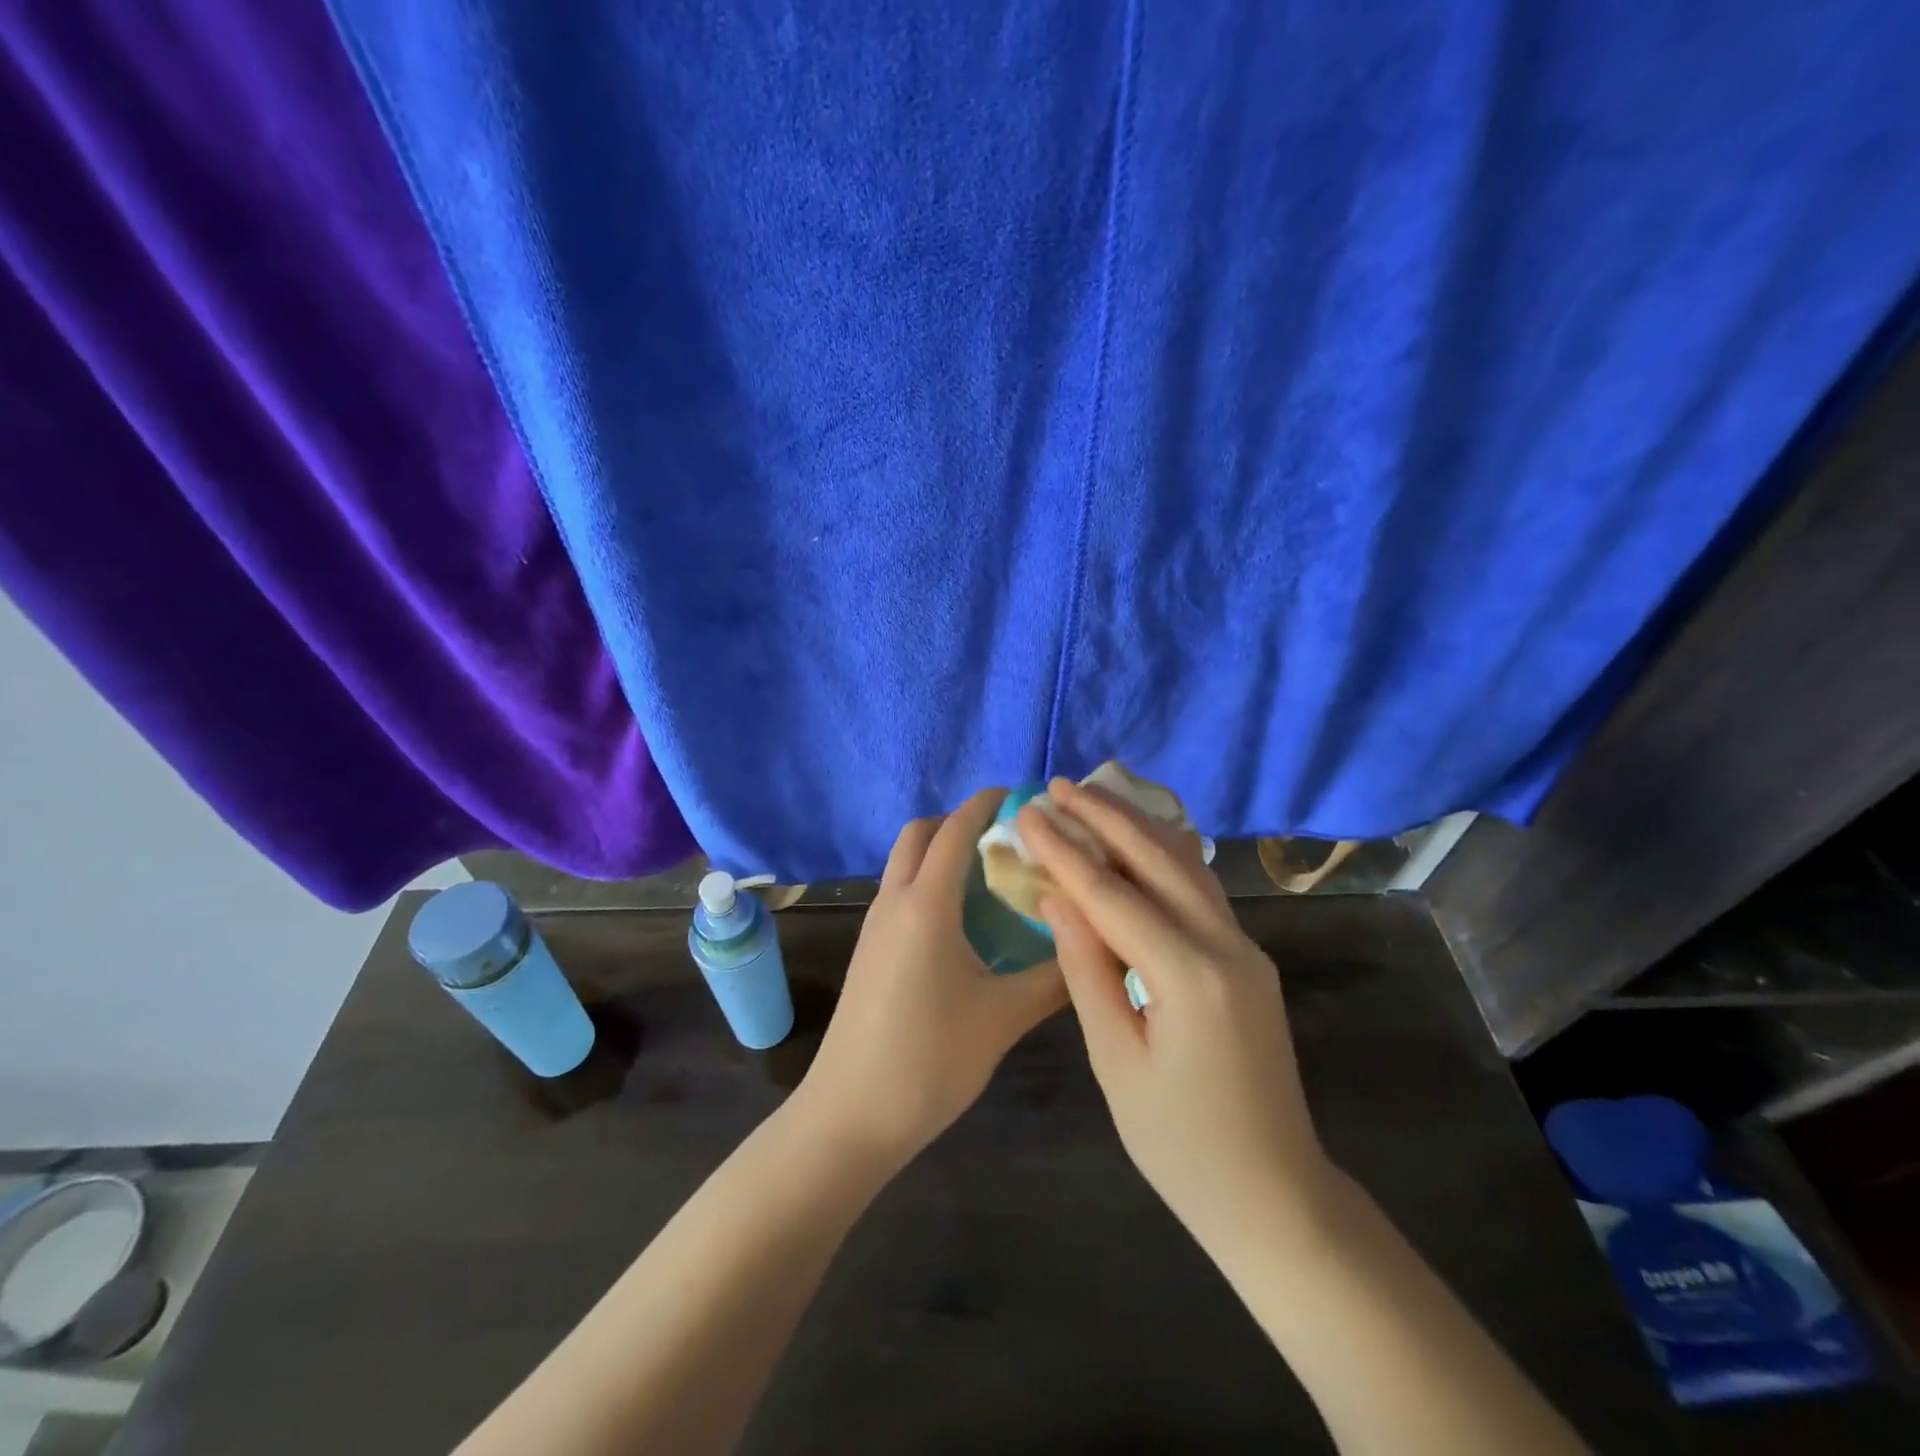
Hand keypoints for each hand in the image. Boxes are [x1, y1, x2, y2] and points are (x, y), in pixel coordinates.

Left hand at [795, 789, 1067, 1170]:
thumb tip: (1094, 944)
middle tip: (1008, 840)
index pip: (955, 830)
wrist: (851, 1114)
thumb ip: (1054, 977)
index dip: (986, 803)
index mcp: (926, 904)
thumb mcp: (1004, 1017)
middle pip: (920, 834)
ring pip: (905, 863)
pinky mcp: (869, 950)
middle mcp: (895, 901)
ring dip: (942, 852)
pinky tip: (964, 921)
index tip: (1022, 797)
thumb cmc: (930, 1058)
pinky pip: (900, 892)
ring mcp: (875, 925)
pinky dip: (930, 882)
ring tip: (993, 878)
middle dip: (959, 822)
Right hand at [1018, 779, 1331, 1244]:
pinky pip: (1200, 891)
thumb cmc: (1180, 1145)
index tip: (1026, 813)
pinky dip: (1161, 858)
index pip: (1110, 894)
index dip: (1063, 850)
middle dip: (1104, 816)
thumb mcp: (1116, 1061)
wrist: (1275, 1195)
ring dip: (1137, 828)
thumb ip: (1086, 969)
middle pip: (1157, 859)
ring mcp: (1246, 949)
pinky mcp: (1249, 959)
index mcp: (1187, 976)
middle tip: (1058, 786)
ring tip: (1092, 800)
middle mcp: (1226, 946)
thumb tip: (1057, 897)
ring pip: (1186, 866)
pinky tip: (1136, 845)